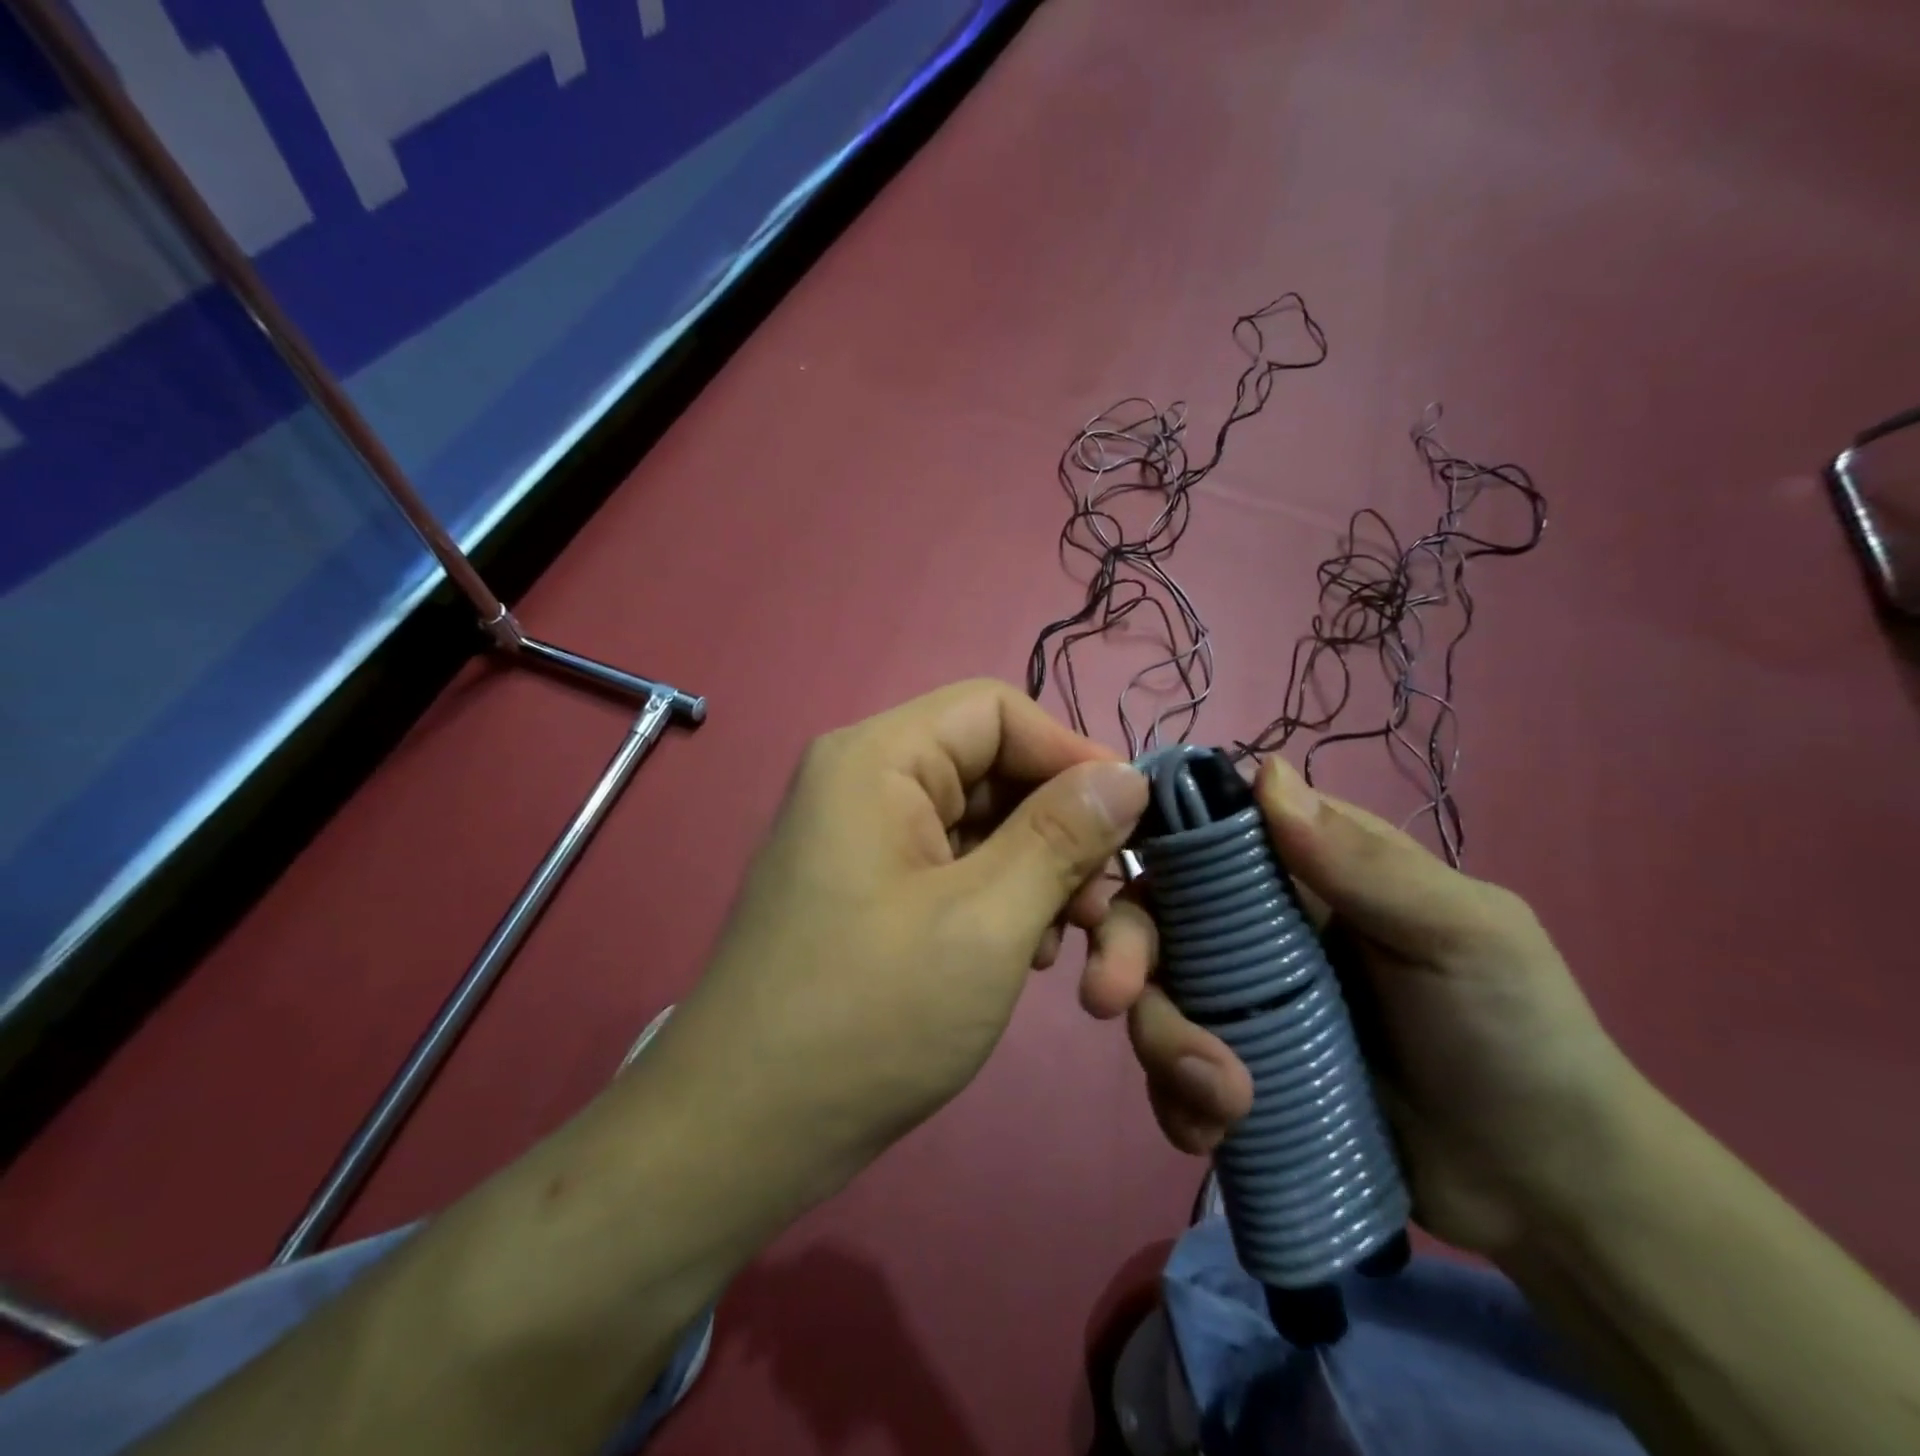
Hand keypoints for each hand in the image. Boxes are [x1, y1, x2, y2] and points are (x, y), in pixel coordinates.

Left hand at [652, 680, 1148, 1212]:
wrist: (744, 1134)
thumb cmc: (866, 1017)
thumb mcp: (985, 921)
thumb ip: (1062, 837)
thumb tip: (1128, 776)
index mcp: (878, 759)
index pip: (996, 711)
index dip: (1072, 754)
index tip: (1135, 821)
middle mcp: (870, 783)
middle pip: (997, 772)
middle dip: (1066, 837)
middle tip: (1114, 913)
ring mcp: (871, 840)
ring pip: (987, 828)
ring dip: (1045, 880)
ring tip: (1081, 952)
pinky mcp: (878, 892)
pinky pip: (961, 869)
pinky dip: (1008, 903)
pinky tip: (1031, 960)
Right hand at [1083, 756, 1641, 1255]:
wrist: (1546, 1189)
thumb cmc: (1515, 1034)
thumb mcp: (1461, 934)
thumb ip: (1363, 862)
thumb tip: (1264, 772)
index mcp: (1305, 870)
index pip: (1205, 832)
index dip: (1148, 844)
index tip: (1108, 884)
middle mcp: (1257, 925)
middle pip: (1157, 915)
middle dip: (1126, 954)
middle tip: (1109, 1000)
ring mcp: (1243, 1000)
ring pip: (1156, 995)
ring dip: (1163, 1044)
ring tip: (1221, 1103)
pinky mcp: (1238, 1069)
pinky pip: (1174, 1070)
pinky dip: (1176, 1098)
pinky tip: (1209, 1133)